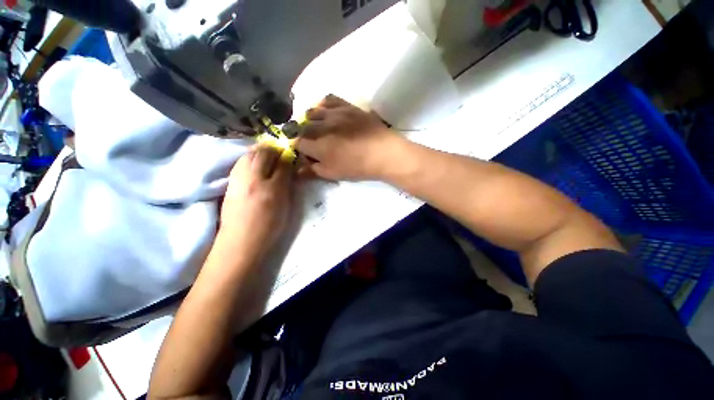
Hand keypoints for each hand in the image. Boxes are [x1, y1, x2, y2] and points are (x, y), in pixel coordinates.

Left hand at [218, 146, 293, 260]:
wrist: (241, 240)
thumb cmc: (269, 226)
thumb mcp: (286, 206)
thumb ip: (288, 186)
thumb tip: (289, 170)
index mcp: (272, 188)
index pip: (282, 163)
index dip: (288, 156)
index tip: (291, 154)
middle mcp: (254, 179)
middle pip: (262, 153)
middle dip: (273, 149)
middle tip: (279, 151)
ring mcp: (239, 179)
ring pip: (249, 154)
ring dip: (259, 151)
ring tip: (267, 155)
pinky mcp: (230, 182)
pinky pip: (240, 162)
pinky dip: (249, 157)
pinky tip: (254, 163)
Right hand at [295, 95, 404, 180]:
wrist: (382, 152)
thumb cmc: (357, 167)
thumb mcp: (333, 174)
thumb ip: (313, 170)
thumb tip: (298, 169)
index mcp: (317, 145)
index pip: (297, 143)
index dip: (299, 148)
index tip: (305, 152)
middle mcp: (321, 126)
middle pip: (302, 126)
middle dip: (302, 134)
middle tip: (311, 140)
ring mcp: (334, 113)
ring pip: (312, 111)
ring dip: (310, 119)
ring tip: (317, 125)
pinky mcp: (347, 106)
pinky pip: (329, 99)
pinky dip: (323, 104)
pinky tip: (325, 111)